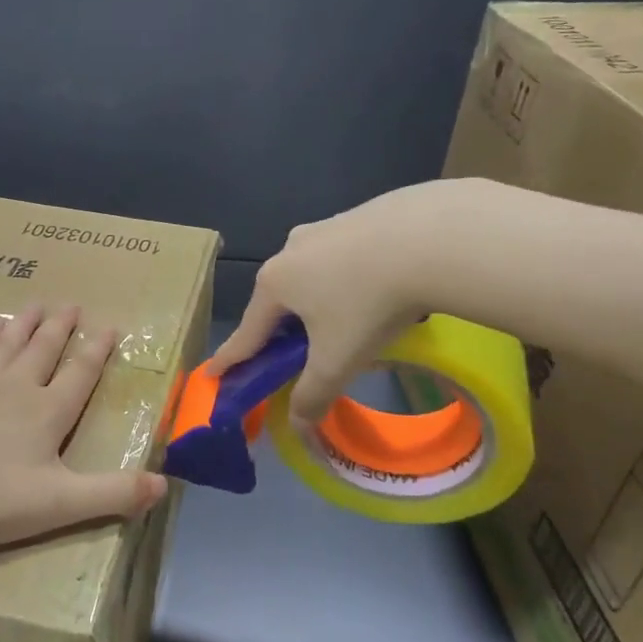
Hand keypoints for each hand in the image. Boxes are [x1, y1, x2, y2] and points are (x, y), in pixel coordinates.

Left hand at [0, 304, 167, 554]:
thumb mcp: (59, 504)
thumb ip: (113, 493)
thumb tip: (164, 484)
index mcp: (47, 411)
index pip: (80, 372)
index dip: (98, 350)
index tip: (109, 327)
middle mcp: (16, 385)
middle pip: (44, 347)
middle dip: (61, 326)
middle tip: (72, 304)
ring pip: (9, 341)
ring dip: (26, 322)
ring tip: (37, 304)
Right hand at [209, 179, 530, 425]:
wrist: (430, 237)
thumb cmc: (368, 303)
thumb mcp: (338, 360)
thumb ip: (313, 395)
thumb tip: (298, 426)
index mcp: (275, 284)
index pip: (247, 332)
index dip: (231, 358)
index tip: (213, 372)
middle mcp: (290, 250)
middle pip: (279, 300)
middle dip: (281, 328)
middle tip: (294, 354)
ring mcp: (325, 227)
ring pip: (312, 275)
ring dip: (318, 300)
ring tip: (347, 321)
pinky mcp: (359, 215)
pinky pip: (344, 256)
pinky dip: (349, 277)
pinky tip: (377, 287)